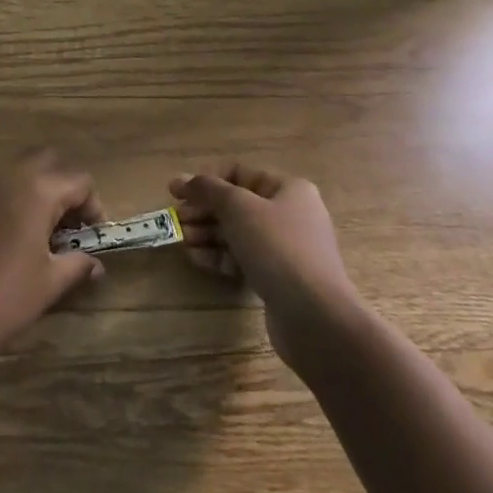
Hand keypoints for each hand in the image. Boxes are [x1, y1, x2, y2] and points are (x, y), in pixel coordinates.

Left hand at [0, 149, 106, 355]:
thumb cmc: (6, 298)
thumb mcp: (51, 283)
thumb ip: (78, 265)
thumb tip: (95, 264)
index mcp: (37, 191)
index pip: (79, 181)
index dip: (94, 206)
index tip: (94, 236)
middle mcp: (9, 177)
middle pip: (47, 162)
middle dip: (64, 186)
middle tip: (68, 224)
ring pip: (18, 172)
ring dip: (36, 192)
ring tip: (40, 233)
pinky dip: (10, 202)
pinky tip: (7, 240)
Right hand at [169, 163, 357, 373]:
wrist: (316, 318)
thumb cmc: (277, 248)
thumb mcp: (238, 208)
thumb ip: (209, 189)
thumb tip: (184, 179)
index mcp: (287, 189)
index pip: (239, 173)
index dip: (206, 180)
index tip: (176, 191)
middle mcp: (290, 214)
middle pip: (236, 205)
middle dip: (204, 210)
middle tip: (176, 219)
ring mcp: (285, 249)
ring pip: (238, 233)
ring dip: (207, 233)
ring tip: (181, 240)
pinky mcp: (279, 279)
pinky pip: (243, 259)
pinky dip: (220, 256)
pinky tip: (196, 259)